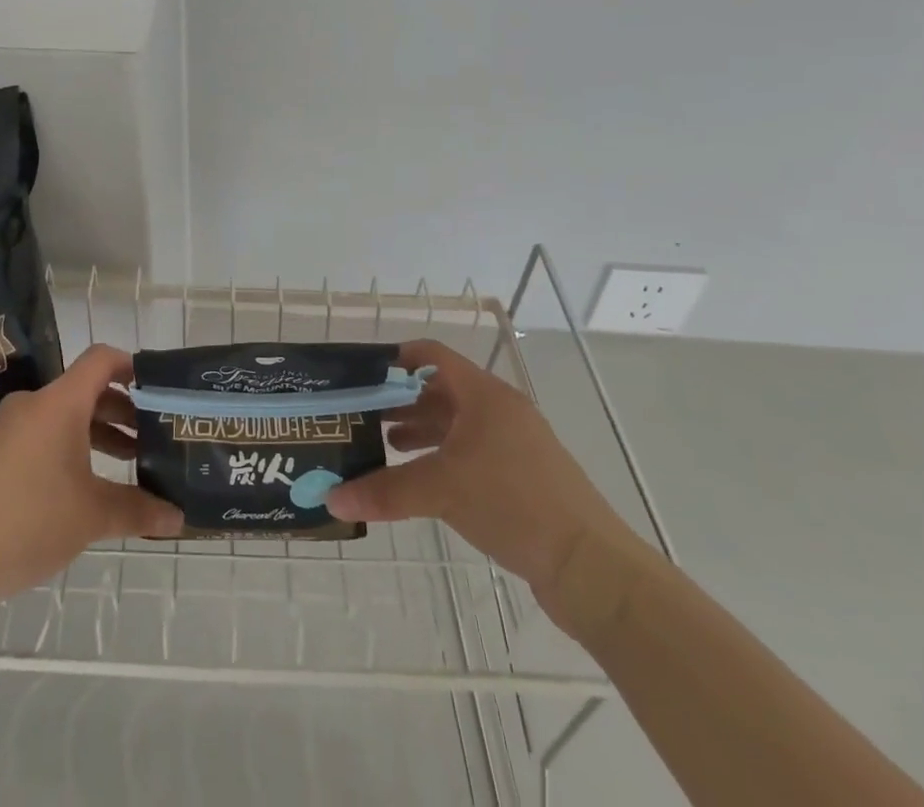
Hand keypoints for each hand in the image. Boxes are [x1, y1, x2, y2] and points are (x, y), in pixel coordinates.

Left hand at [0, 345, 182, 611]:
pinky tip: (78, 488)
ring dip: (95, 434)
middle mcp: (32, 404)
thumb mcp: (91, 516)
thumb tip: (178, 519)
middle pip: (84, 391)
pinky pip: (38, 437)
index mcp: (59, 403)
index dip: (132, 366)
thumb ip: (138, 511)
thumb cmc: (27, 520)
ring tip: (124, 465)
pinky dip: (66, 449)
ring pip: (61, 417)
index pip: (102, 359)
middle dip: (121, 412)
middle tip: (151, 438)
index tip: (157, 388)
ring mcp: (6, 428)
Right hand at [325, 339, 642, 619]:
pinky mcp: (521, 477)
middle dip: (400, 400)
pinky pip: (469, 452)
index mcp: (484, 395)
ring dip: (419, 430)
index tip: (361, 375)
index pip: (432, 355)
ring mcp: (513, 444)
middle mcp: (498, 411)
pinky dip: (441, 457)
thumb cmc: (514, 503)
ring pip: (455, 424)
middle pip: (440, 390)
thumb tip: (332, 500)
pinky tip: (418, 479)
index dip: (396, 358)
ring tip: (381, 445)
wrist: (592, 567)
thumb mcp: (442, 490)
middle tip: (361, 414)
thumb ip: (385, 490)